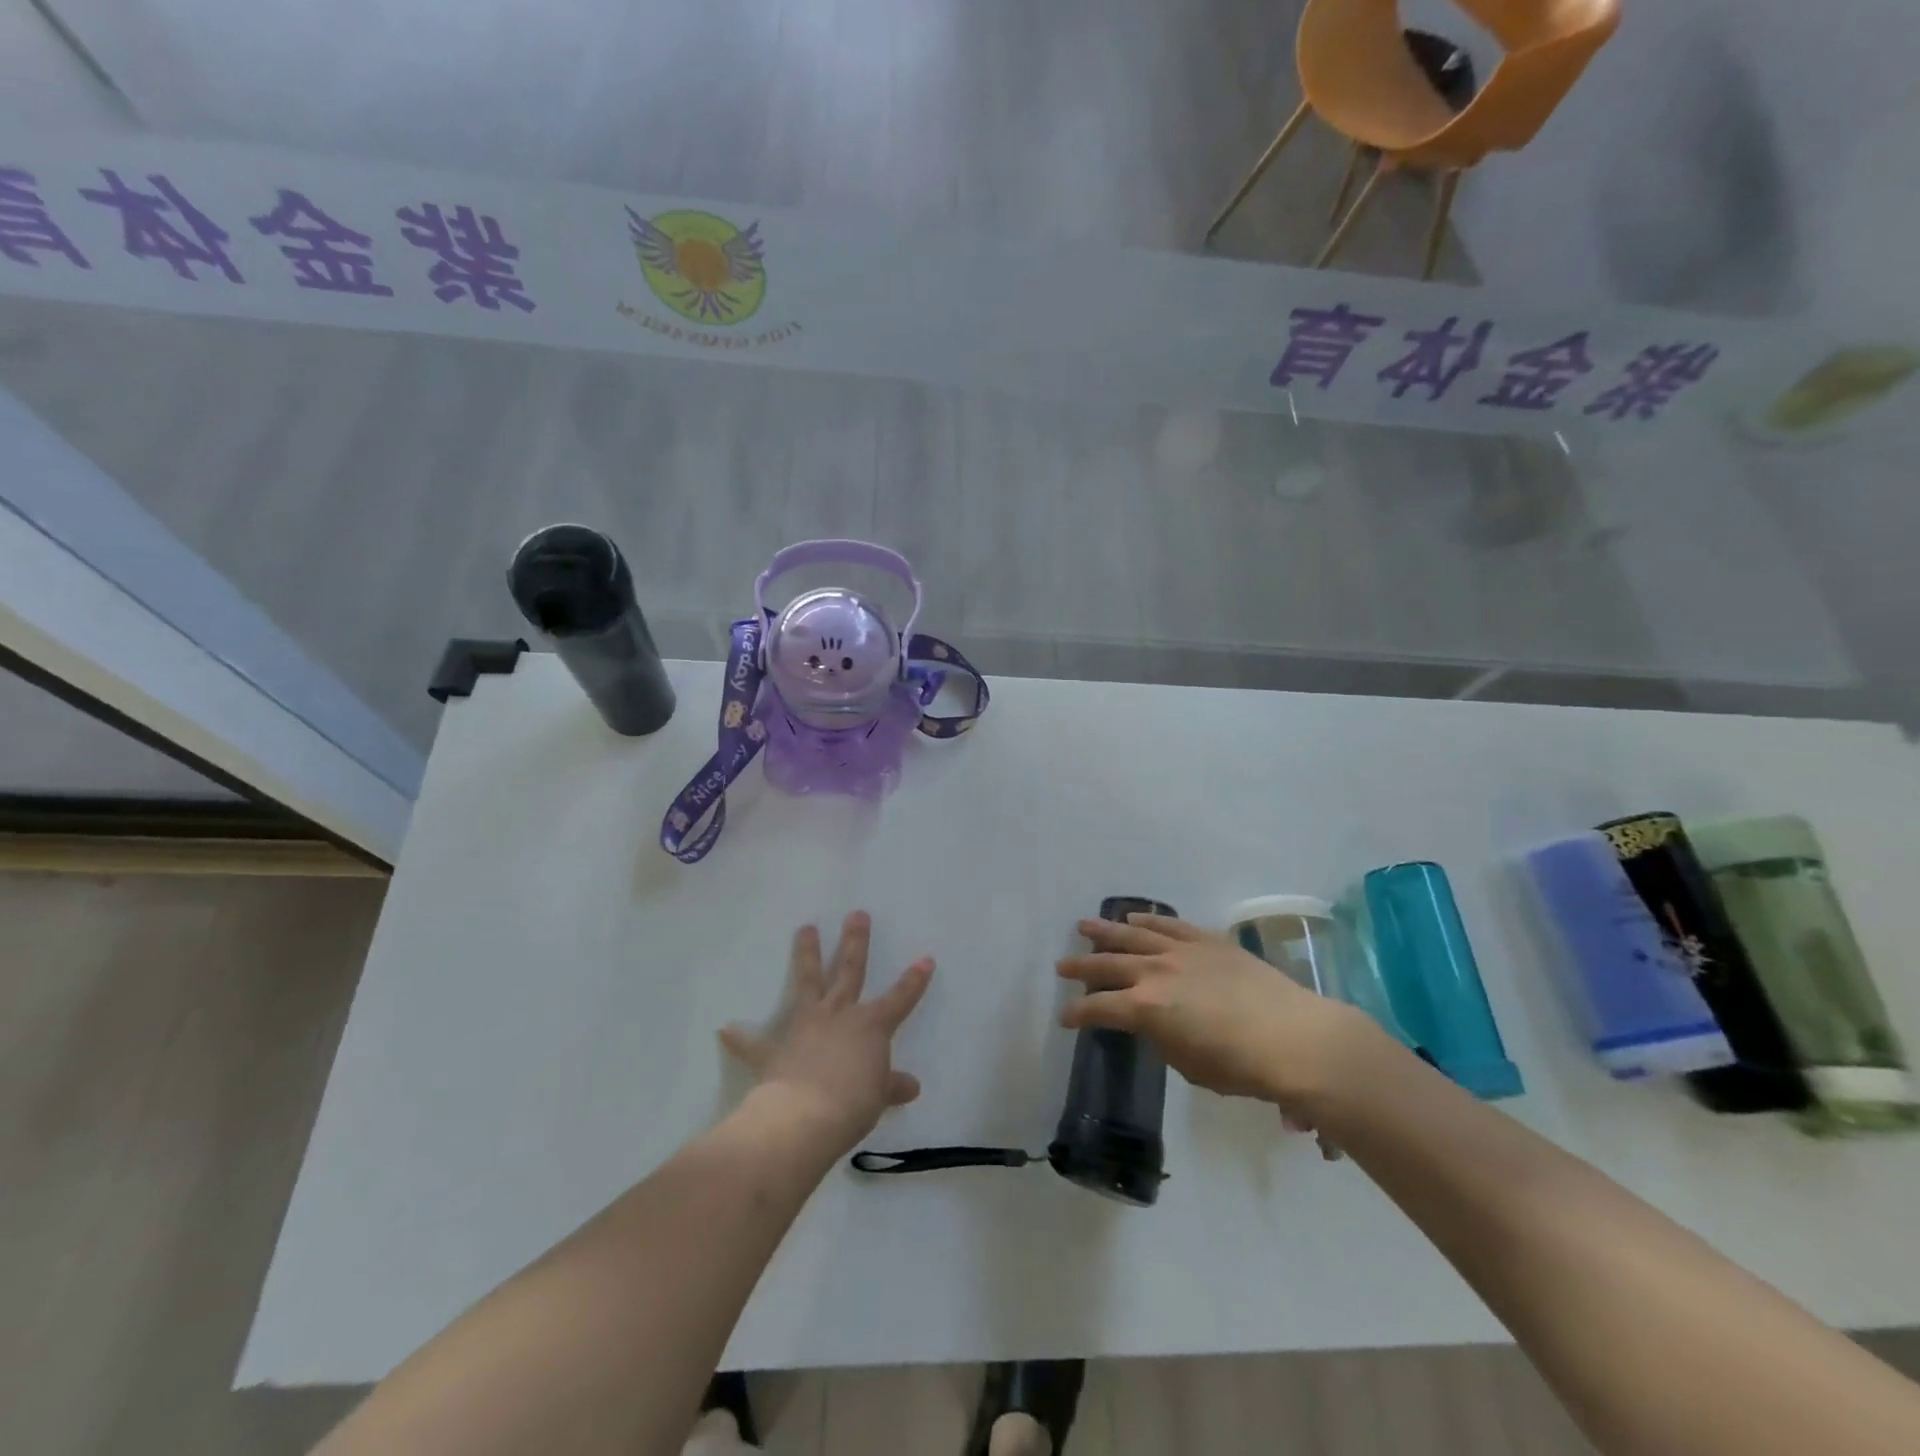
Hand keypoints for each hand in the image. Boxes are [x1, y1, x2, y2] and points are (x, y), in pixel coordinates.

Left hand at [720, 912, 933, 1154]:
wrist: (805, 1117)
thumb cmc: (853, 1103)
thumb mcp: (879, 1096)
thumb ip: (891, 1086)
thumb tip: (911, 1087)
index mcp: (870, 1026)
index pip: (900, 998)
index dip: (914, 980)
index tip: (925, 958)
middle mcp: (839, 1015)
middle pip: (850, 971)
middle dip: (855, 942)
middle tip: (857, 914)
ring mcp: (806, 1027)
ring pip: (808, 982)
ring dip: (807, 955)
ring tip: (805, 928)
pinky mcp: (776, 1051)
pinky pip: (755, 1043)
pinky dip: (741, 1038)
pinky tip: (725, 1029)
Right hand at [1056, 914, 1383, 1122]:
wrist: (1294, 1037)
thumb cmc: (1240, 1066)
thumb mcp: (1188, 1065)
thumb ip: (1161, 1039)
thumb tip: (1155, 1024)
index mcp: (1144, 1008)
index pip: (1098, 1008)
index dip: (1078, 1013)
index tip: (1066, 1018)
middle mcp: (1154, 972)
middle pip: (1107, 964)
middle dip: (1081, 966)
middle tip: (1062, 965)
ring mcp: (1181, 951)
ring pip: (1132, 935)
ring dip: (1105, 932)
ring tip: (1085, 926)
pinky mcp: (1207, 941)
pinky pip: (1168, 925)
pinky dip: (1148, 921)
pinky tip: (1135, 918)